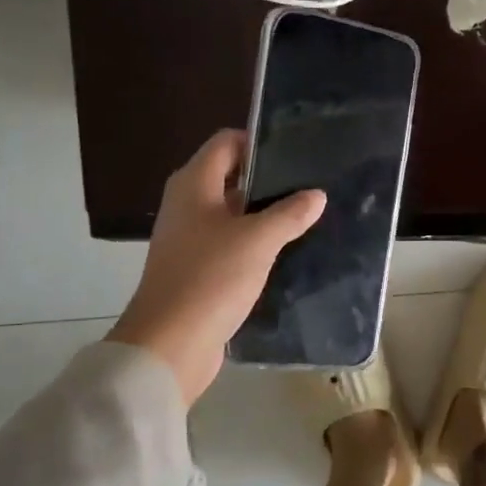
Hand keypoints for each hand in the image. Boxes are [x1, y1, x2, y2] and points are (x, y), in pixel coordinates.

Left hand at [107, 130, 324, 406]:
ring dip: (264, 214)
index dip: (258, 141)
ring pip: (232, 213)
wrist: (170, 344)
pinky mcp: (197, 269)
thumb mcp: (258, 240)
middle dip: (268, 179)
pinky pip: (230, 244)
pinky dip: (255, 242)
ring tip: (306, 215)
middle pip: (230, 177)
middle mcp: (187, 205)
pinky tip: (285, 251)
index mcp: (193, 185)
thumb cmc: (211, 278)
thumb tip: (315, 195)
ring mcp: (190, 239)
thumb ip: (290, 213)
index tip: (296, 152)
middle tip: (310, 184)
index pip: (226, 143)